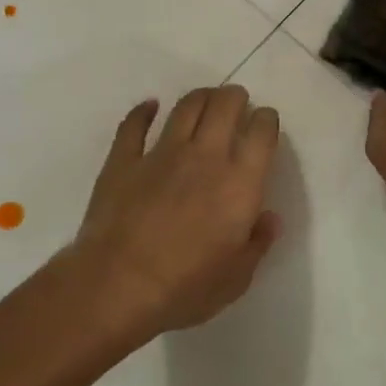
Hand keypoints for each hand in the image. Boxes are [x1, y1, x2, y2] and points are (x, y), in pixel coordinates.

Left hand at [73, 85, 282, 341]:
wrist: (117, 286)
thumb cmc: (186, 288)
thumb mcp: (237, 278)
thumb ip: (257, 243)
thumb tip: (268, 218)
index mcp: (240, 183)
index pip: (262, 132)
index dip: (267, 120)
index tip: (266, 123)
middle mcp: (205, 156)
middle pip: (225, 106)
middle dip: (236, 98)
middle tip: (237, 102)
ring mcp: (160, 154)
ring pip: (185, 107)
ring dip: (200, 97)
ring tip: (205, 99)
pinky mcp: (123, 160)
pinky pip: (134, 124)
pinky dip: (143, 112)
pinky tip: (149, 107)